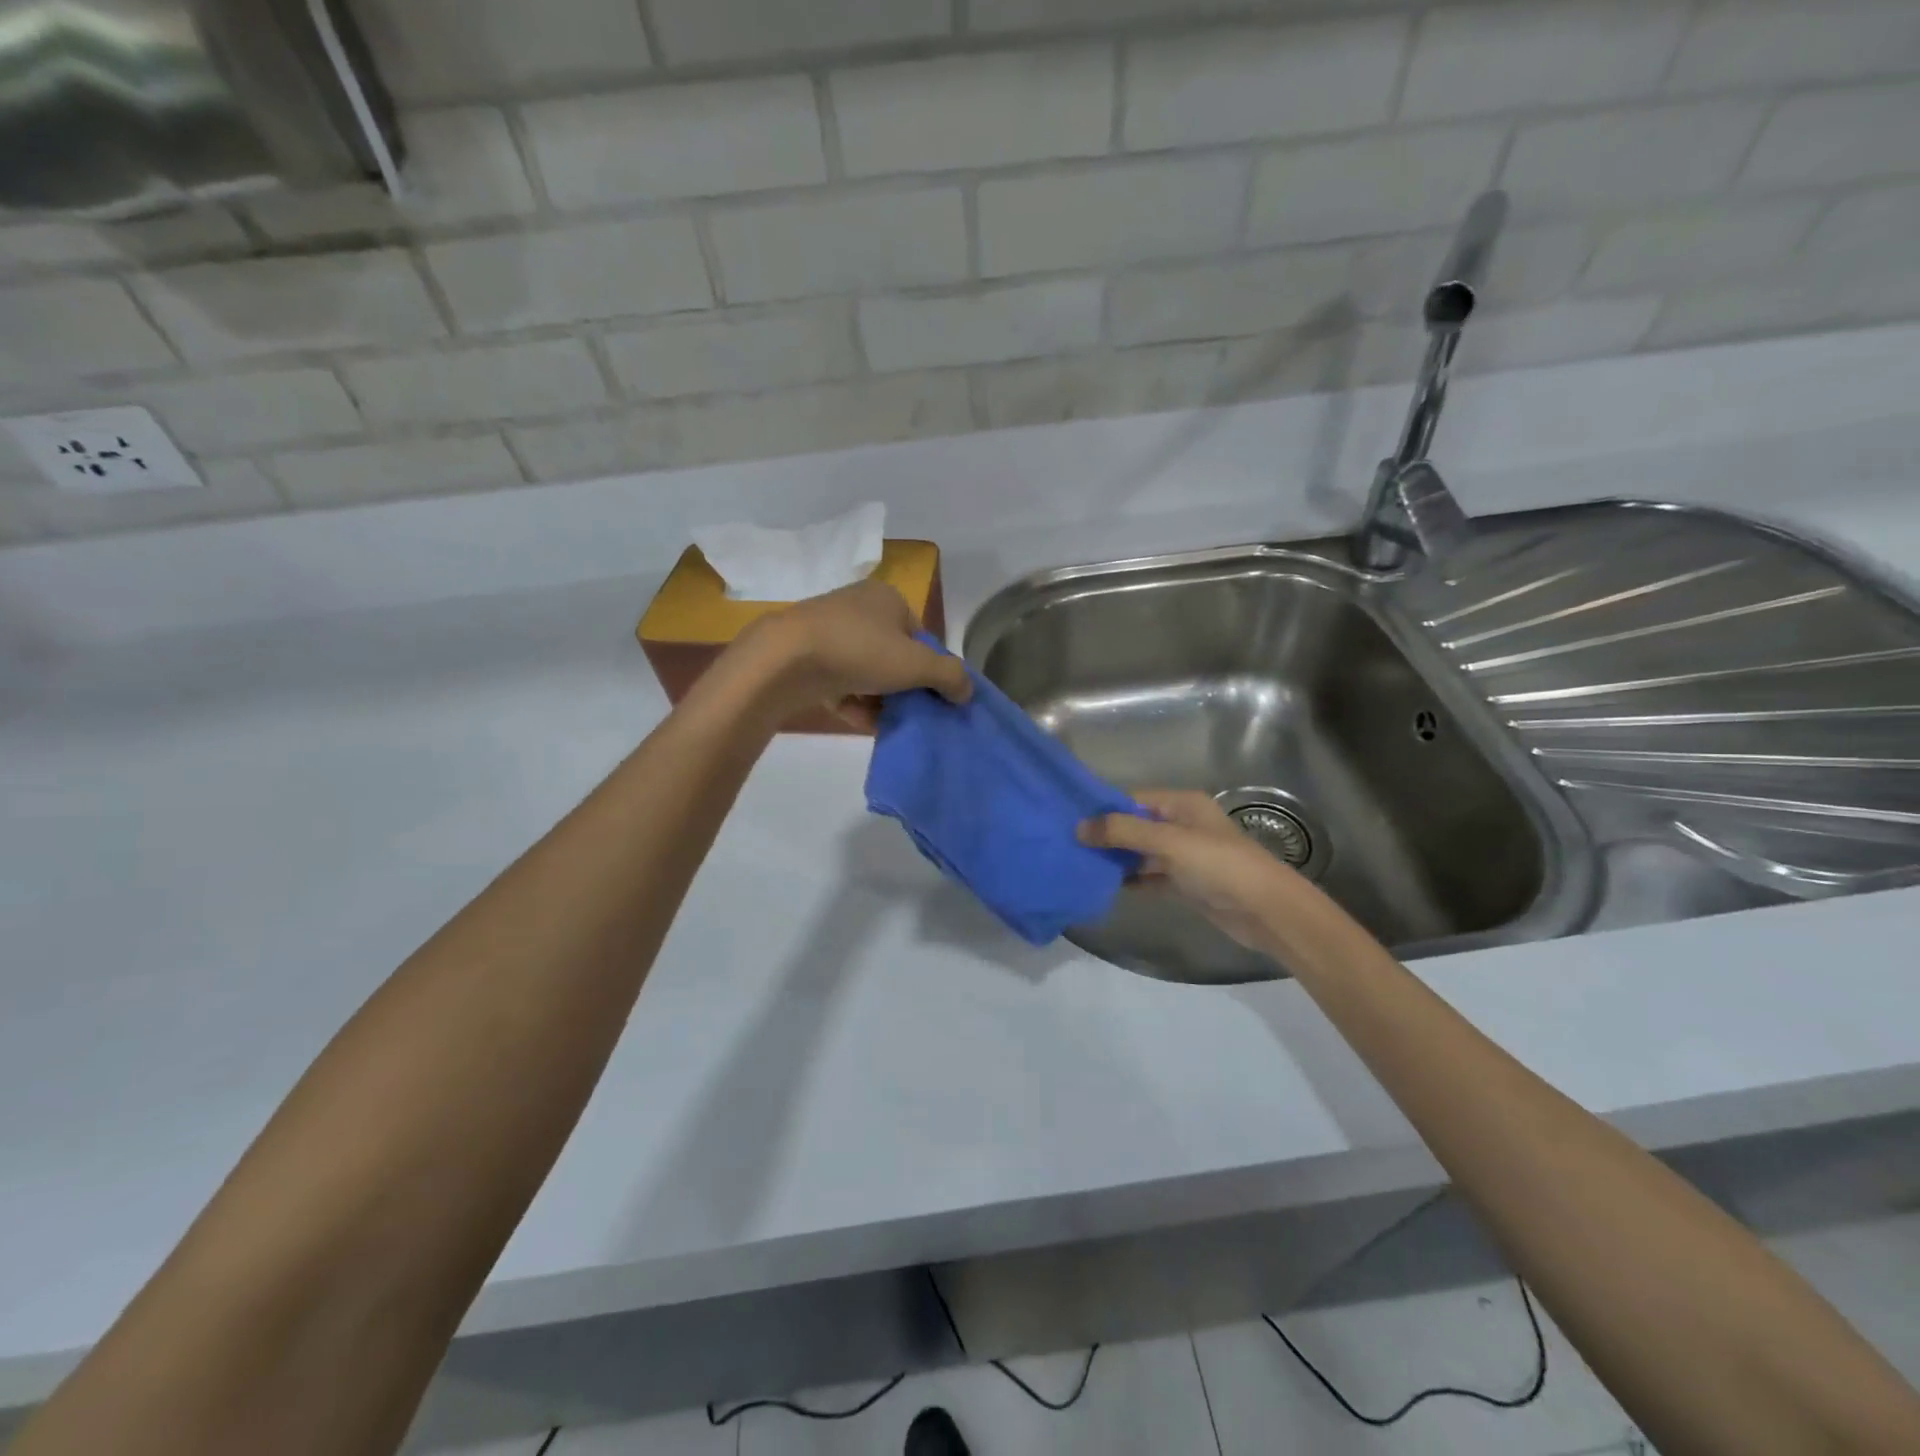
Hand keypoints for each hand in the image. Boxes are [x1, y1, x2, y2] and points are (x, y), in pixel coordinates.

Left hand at [739, 579, 972, 728]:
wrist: (784, 660)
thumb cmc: (860, 650)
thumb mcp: (916, 664)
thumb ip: (949, 676)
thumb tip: (968, 690)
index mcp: (886, 598)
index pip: (920, 636)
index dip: (929, 668)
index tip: (932, 696)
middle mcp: (857, 608)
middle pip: (893, 655)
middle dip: (903, 688)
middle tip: (911, 713)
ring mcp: (828, 632)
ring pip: (866, 672)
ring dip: (879, 700)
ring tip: (888, 724)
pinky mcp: (805, 658)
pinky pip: (840, 683)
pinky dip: (853, 703)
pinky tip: (862, 723)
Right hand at [1079, 790, 1325, 954]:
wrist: (1266, 910)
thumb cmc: (1219, 865)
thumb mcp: (1168, 842)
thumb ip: (1123, 832)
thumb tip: (1079, 827)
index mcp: (1181, 804)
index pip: (1132, 799)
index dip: (1102, 809)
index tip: (1068, 820)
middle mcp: (1181, 824)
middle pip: (1134, 825)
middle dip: (1105, 835)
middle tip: (1066, 845)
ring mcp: (1184, 854)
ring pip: (1140, 852)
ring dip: (1116, 859)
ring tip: (1078, 865)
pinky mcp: (1185, 882)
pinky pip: (1150, 876)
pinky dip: (1131, 880)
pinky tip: (1105, 886)